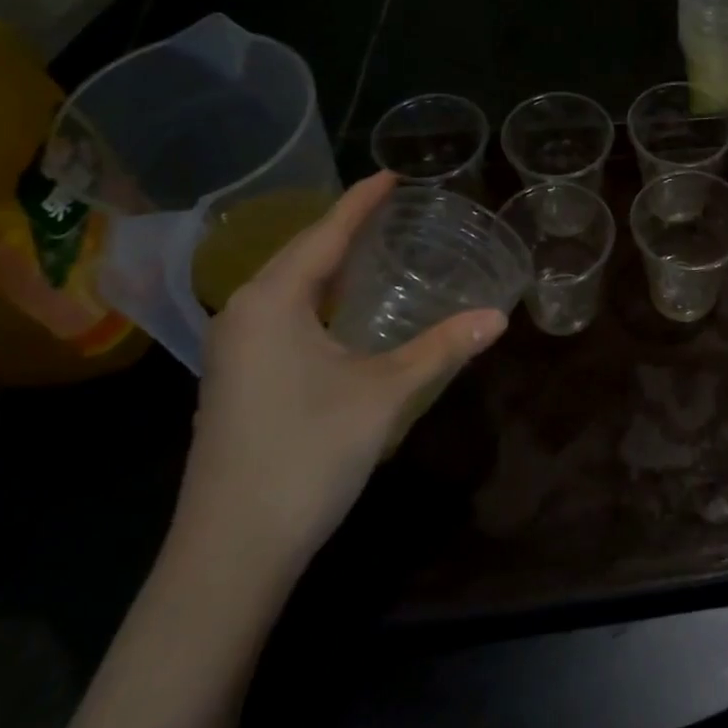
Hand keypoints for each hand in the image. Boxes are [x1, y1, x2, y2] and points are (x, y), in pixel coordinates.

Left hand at [173, 173, 508, 577]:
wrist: (230, 552)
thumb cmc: (307, 454)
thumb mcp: (386, 393)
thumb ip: (443, 348)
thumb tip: (498, 317)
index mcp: (272, 302)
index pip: (325, 234)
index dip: (361, 202)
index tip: (391, 174)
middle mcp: (243, 314)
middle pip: (300, 253)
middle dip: (343, 227)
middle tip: (389, 208)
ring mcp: (233, 350)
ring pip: (286, 286)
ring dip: (327, 263)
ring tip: (369, 247)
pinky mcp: (235, 380)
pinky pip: (279, 314)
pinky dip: (315, 296)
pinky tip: (338, 310)